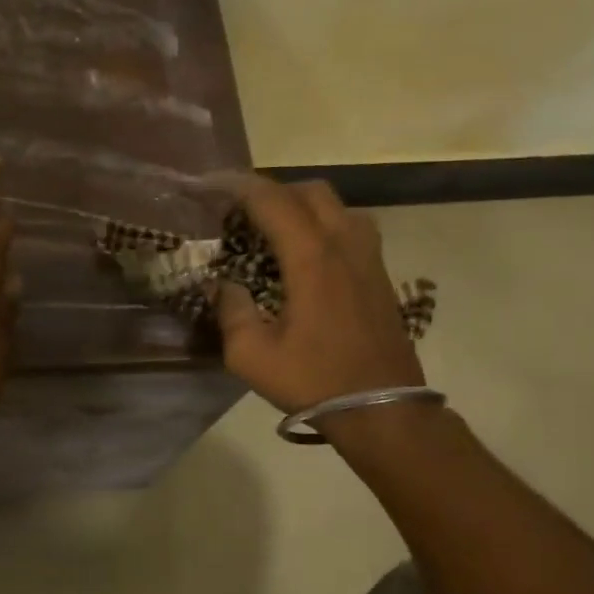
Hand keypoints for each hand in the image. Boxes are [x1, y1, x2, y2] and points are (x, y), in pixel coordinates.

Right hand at [213, 172, 423, 412]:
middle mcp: (345, 245)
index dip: (239, 187)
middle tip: (242, 211)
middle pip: (311, 192)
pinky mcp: (381, 276)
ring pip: (338, 207)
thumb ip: (231, 311)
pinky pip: (352, 229)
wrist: (381, 409)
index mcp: (312, 258)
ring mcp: (369, 258)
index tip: (212, 185)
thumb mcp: (251, 355)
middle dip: (273, 191)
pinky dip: (325, 225)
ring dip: (304, 206)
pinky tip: (306, 256)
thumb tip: (221, 285)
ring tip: (275, 229)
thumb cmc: (313, 380)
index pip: (274, 201)